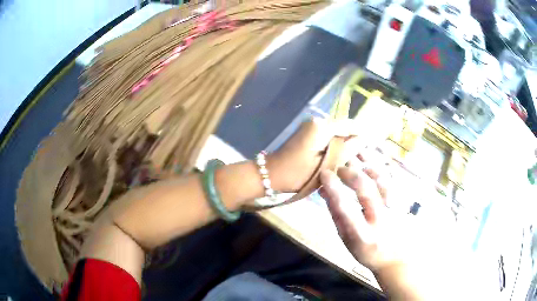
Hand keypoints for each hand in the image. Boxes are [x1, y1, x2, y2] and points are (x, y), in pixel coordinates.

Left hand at [267, 119, 359, 192]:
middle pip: (344, 129)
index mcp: (322, 126)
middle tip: (365, 161)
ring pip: (337, 134)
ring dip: (346, 146)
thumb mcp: (326, 165)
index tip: (375, 149)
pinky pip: (328, 137)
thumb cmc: (297, 173)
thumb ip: (347, 150)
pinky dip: (336, 147)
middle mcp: (318, 121)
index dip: (364, 135)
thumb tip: (364, 139)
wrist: (270, 174)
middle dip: (355, 143)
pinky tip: (342, 160)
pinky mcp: (309, 133)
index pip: (351, 125)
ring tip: (356, 163)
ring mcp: (312, 126)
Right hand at [318, 149, 410, 270]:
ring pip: (381, 179)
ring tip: (354, 155)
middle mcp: (380, 219)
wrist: (394, 256)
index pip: (345, 208)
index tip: (324, 174)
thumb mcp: (345, 239)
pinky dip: (379, 166)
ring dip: (366, 164)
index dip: (334, 188)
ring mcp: (394, 208)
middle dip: (350, 173)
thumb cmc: (365, 250)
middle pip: (367, 189)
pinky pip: (391, 178)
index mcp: (361, 234)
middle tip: (338, 166)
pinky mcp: (402, 200)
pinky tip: (369, 160)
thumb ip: (335, 215)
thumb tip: (323, 190)